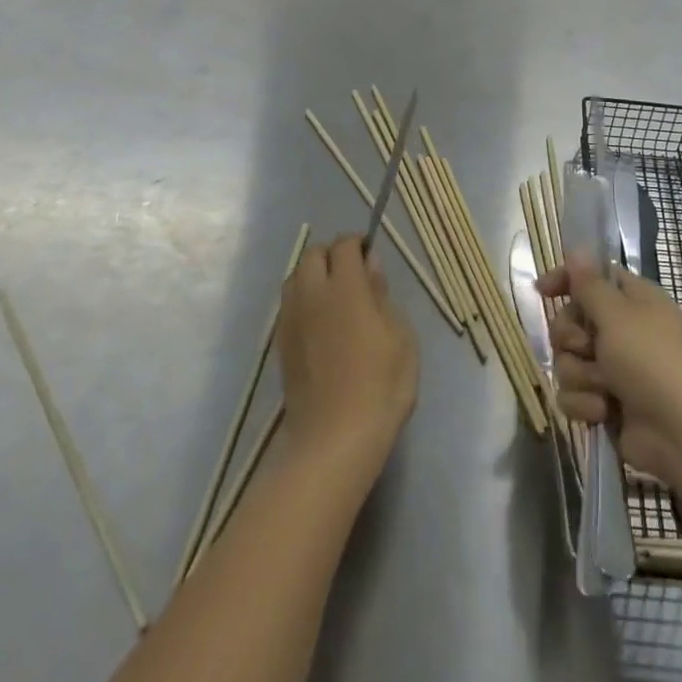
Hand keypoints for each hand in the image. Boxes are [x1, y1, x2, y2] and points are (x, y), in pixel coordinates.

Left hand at [277, 236, 417, 472]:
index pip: (344, 246)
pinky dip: (303, 300)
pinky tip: (320, 322)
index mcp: (345, 288)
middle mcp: (312, 295)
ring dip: (314, 275)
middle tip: (354, 276)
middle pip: (313, 255)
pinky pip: (289, 304)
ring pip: (295, 277)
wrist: (335, 436)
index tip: (371, 257)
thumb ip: (382, 295)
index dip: (358, 244)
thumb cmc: (382, 385)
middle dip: (332, 255)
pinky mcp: (281, 342)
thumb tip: (370, 266)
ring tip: (335, 297)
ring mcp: (291, 319)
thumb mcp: (401, 336)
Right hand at [540, 254, 681, 487]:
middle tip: (586, 347)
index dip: (566, 281)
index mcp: (633, 301)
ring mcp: (613, 369)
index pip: (592, 278)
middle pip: (571, 322)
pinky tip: (603, 412)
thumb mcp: (618, 315)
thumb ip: (590, 284)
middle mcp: (622, 331)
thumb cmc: (653, 361)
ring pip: (567, 361)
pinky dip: (585, 403)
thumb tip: (577, 249)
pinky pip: (573, 394)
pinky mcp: (605, 403)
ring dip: (581, 375)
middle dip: (571, 338)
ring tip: (604, 387)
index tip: (543, 291)